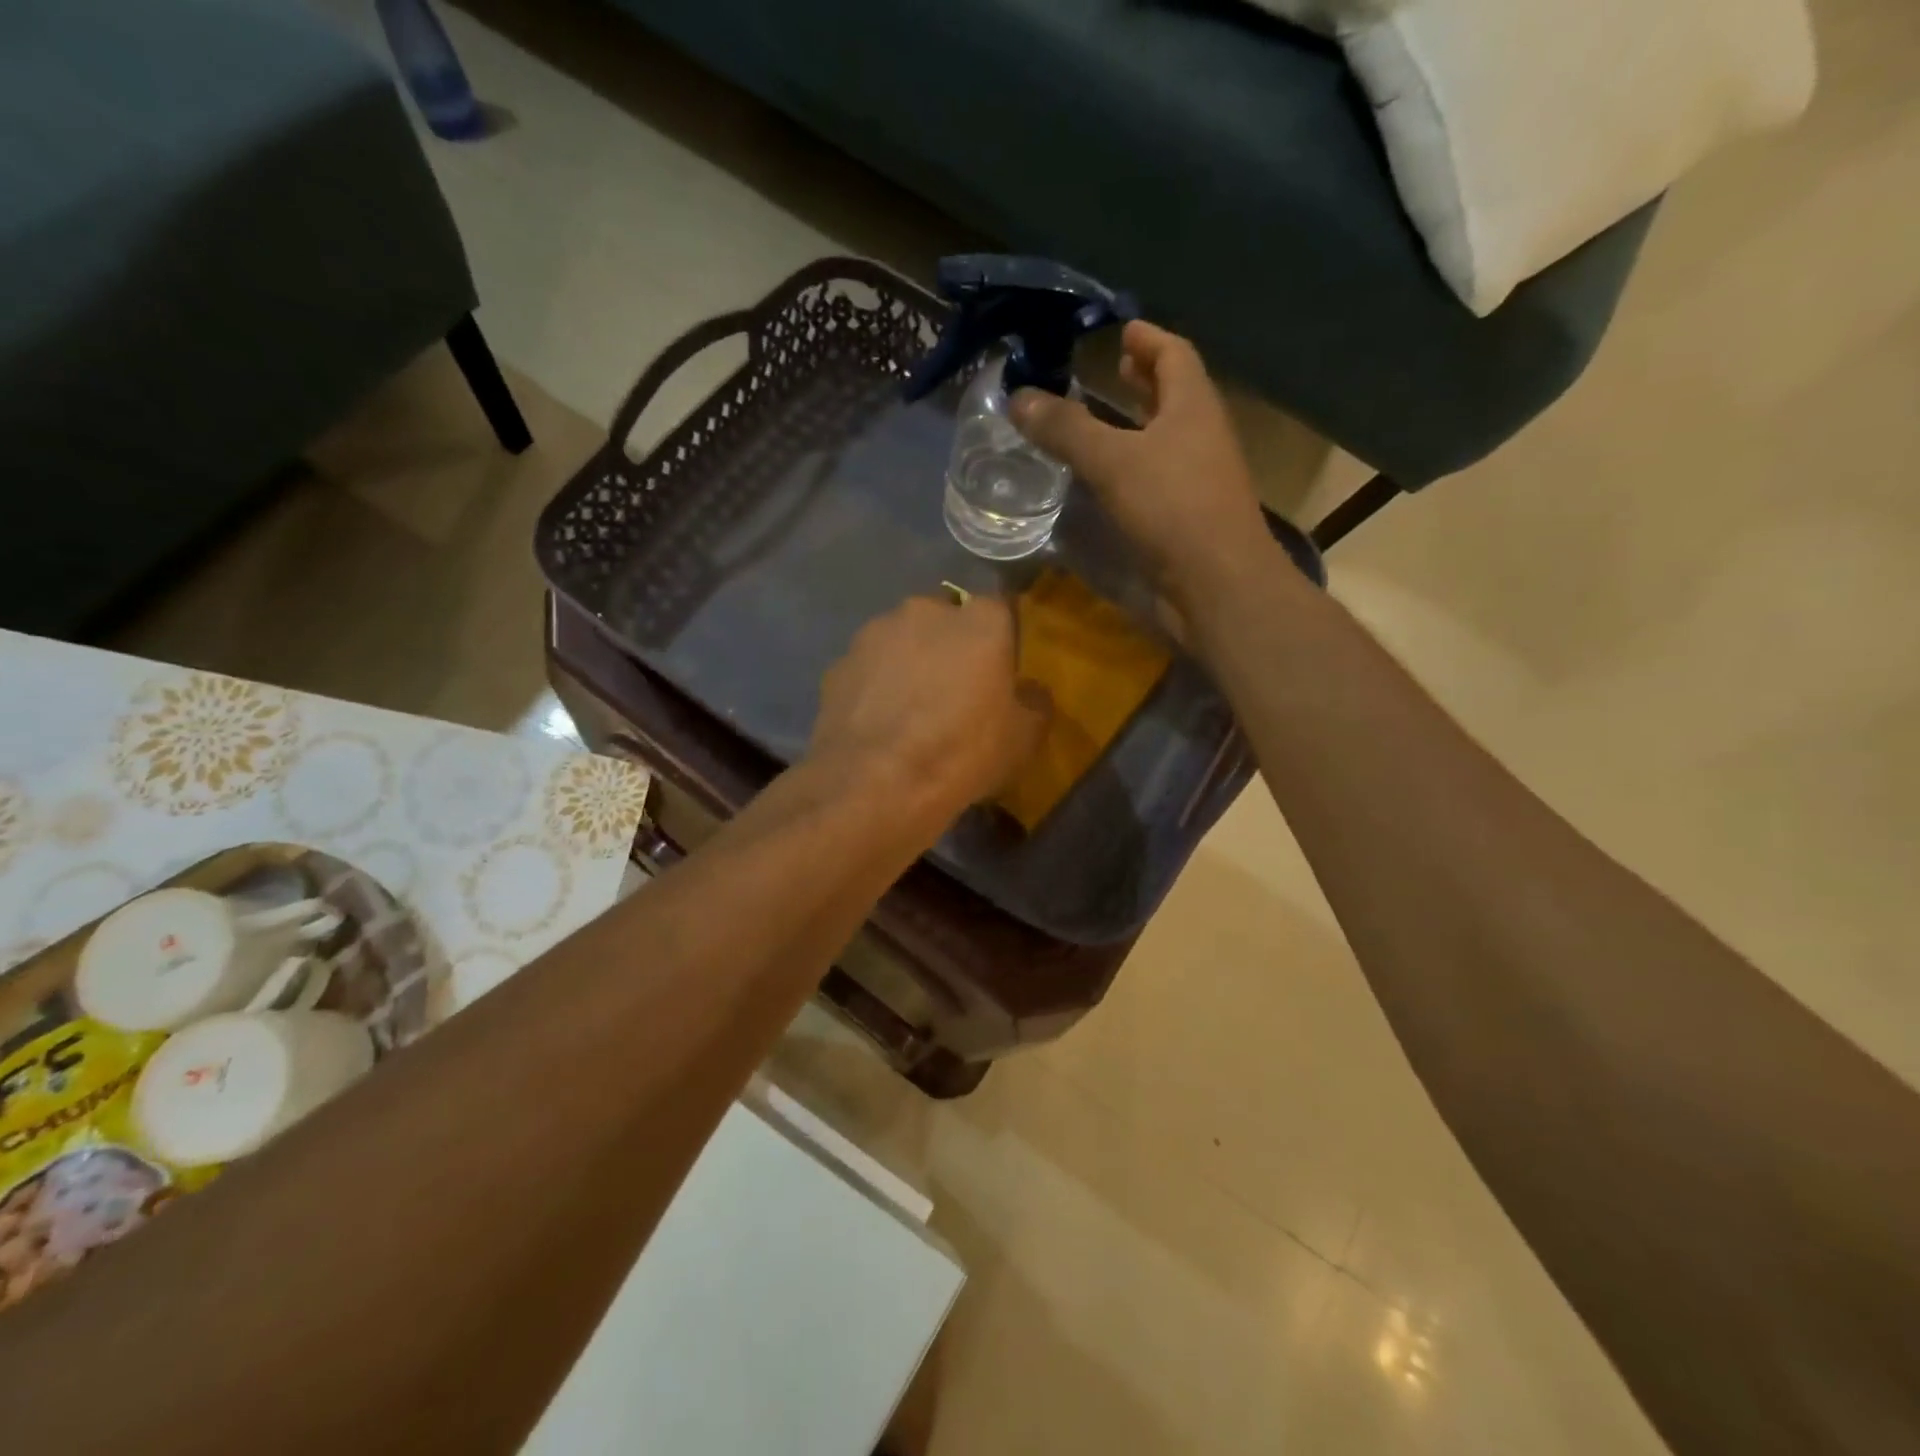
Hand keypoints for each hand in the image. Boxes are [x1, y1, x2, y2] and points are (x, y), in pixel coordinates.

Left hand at [809, 594, 1050, 829]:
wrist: (874, 784)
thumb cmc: (962, 754)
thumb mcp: (1022, 739)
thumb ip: (1033, 703)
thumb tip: (1030, 692)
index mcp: (979, 622)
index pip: (998, 611)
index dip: (999, 641)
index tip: (998, 672)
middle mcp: (924, 612)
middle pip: (945, 620)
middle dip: (950, 646)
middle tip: (954, 690)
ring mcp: (874, 634)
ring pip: (901, 640)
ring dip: (909, 663)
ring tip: (909, 710)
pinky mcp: (838, 664)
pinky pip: (869, 669)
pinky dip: (875, 686)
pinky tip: (878, 723)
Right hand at [1010, 321, 1273, 617]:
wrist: (1217, 583)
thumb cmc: (1172, 507)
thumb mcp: (1112, 461)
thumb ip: (1066, 429)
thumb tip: (1018, 398)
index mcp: (1193, 406)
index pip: (1174, 354)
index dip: (1148, 338)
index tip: (1121, 327)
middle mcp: (1202, 435)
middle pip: (1176, 394)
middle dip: (1146, 379)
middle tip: (1114, 368)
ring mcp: (1199, 478)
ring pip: (1168, 438)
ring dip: (1140, 424)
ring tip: (1104, 419)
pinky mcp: (1189, 516)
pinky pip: (1159, 476)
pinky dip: (1135, 466)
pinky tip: (1109, 478)